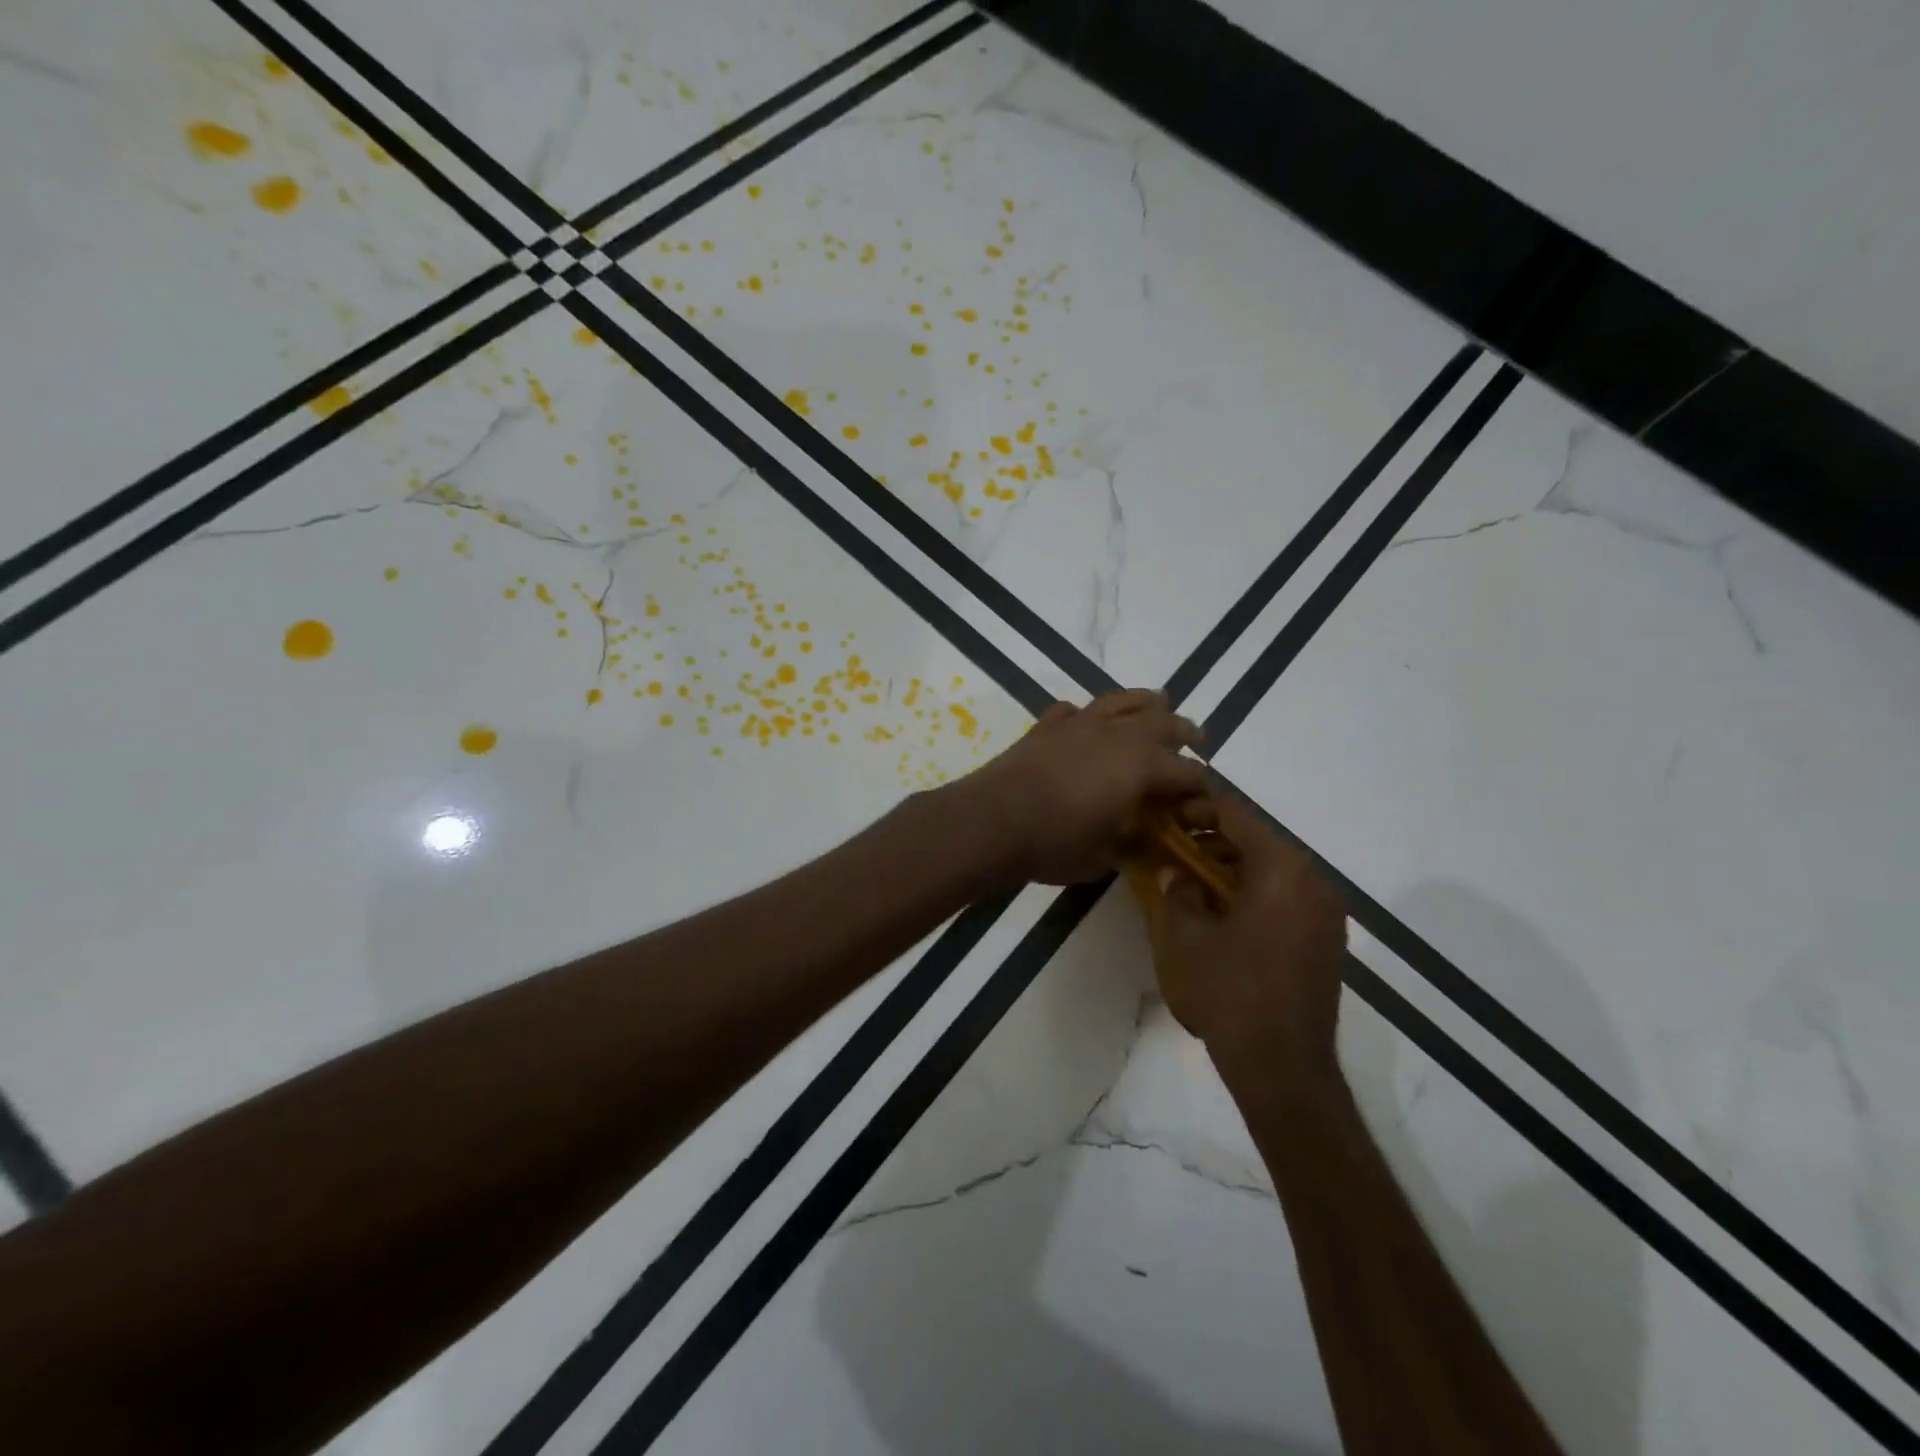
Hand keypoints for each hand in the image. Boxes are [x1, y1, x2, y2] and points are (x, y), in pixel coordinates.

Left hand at [955, 689, 1207, 885]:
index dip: (1199, 785)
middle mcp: (1118, 734)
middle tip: (1195, 739)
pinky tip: (1086, 722)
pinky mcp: (1047, 724)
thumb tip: (1146, 841)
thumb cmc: (1055, 843)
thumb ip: (1131, 845)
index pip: (1187, 771)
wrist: (993, 820)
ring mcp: (1081, 723)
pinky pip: (1075, 709)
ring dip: (1145, 703)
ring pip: (1123, 700)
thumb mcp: (1104, 858)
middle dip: (1183, 732)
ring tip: (1156, 705)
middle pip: (1163, 722)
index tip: (1202, 797)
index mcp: (1142, 766)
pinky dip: (1087, 714)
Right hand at [1149, 798, 1347, 1087]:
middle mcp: (1313, 883)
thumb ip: (1178, 891)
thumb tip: (1179, 875)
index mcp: (1281, 870)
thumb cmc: (1228, 991)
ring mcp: (1326, 916)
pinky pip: (1287, 901)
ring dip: (1233, 871)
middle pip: (1258, 842)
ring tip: (1194, 887)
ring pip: (1274, 873)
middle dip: (1213, 843)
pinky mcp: (1327, 944)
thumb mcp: (1184, 935)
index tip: (1167, 820)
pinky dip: (1255, 896)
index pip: (1236, 815)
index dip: (1197, 810)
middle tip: (1175, 855)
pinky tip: (1223, 919)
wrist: (1283, 1067)